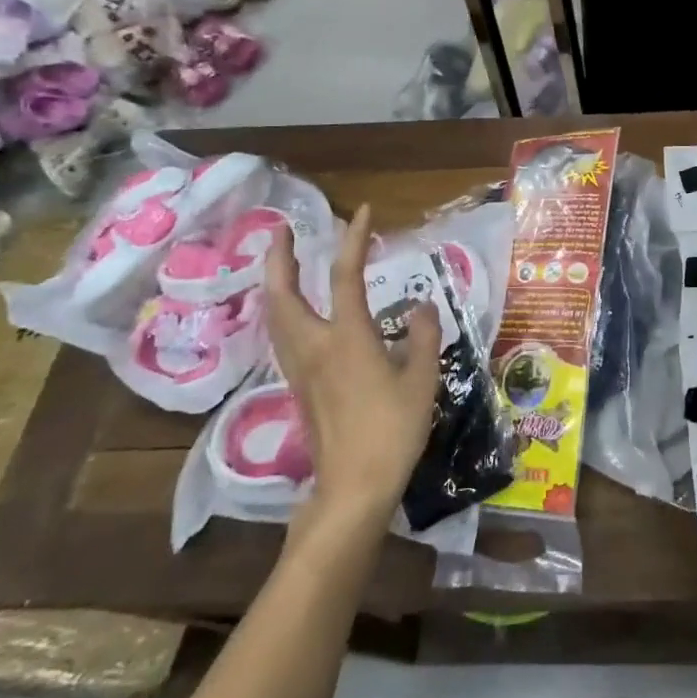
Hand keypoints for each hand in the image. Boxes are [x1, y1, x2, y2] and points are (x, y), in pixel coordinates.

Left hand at [264, 205, 439, 528]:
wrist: (353, 486)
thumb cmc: (392, 430)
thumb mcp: (421, 379)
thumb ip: (421, 336)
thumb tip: (420, 306)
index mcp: (347, 337)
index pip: (345, 276)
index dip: (353, 239)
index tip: (362, 212)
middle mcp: (314, 346)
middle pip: (283, 293)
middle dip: (280, 257)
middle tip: (284, 231)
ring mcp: (300, 368)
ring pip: (274, 315)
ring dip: (275, 283)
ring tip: (282, 264)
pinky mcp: (298, 387)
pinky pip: (281, 336)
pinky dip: (282, 310)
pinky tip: (293, 313)